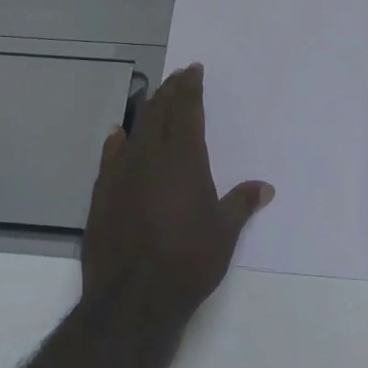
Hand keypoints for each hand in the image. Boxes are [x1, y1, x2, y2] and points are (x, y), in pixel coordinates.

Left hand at [80, 63, 273, 327]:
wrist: (133, 297)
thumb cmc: (189, 261)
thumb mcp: (224, 232)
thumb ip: (241, 203)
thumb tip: (265, 188)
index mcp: (185, 158)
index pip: (188, 111)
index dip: (191, 88)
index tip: (193, 70)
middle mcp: (151, 156)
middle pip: (160, 112)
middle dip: (170, 91)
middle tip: (178, 76)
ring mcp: (122, 173)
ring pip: (136, 129)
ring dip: (147, 111)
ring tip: (155, 98)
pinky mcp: (101, 194)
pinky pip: (110, 157)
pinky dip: (117, 141)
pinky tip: (119, 135)